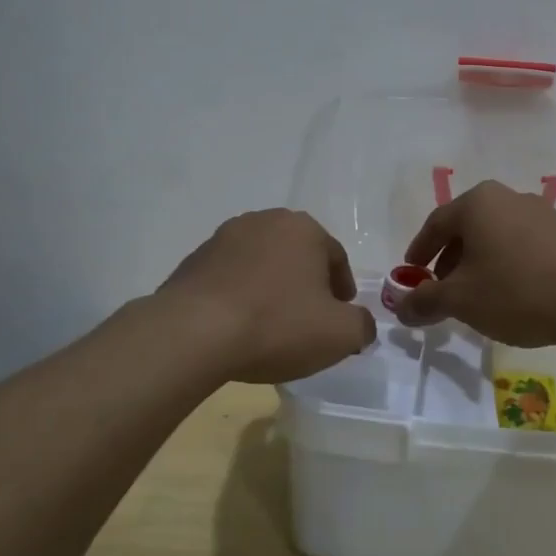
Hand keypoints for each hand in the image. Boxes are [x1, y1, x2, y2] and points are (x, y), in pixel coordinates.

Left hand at [161, 209, 375, 384]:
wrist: (193, 333)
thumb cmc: (277, 324)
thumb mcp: (340, 334)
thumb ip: (362, 326)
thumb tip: (361, 325)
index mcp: (304, 228)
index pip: (336, 257)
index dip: (343, 290)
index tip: (340, 318)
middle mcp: (265, 221)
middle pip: (298, 256)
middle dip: (306, 284)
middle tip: (308, 320)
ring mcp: (223, 238)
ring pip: (262, 264)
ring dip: (271, 288)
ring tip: (270, 325)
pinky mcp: (193, 260)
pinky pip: (229, 278)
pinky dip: (239, 296)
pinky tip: (237, 326)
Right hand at [395, 180, 555, 347]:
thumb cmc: (516, 291)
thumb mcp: (461, 300)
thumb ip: (424, 301)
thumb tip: (401, 307)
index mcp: (478, 202)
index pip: (435, 224)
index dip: (419, 251)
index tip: (410, 275)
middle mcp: (508, 197)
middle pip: (467, 227)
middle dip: (449, 259)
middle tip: (440, 289)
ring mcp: (541, 213)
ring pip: (495, 236)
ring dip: (479, 263)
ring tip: (476, 296)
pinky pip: (522, 244)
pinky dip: (506, 264)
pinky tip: (511, 293)